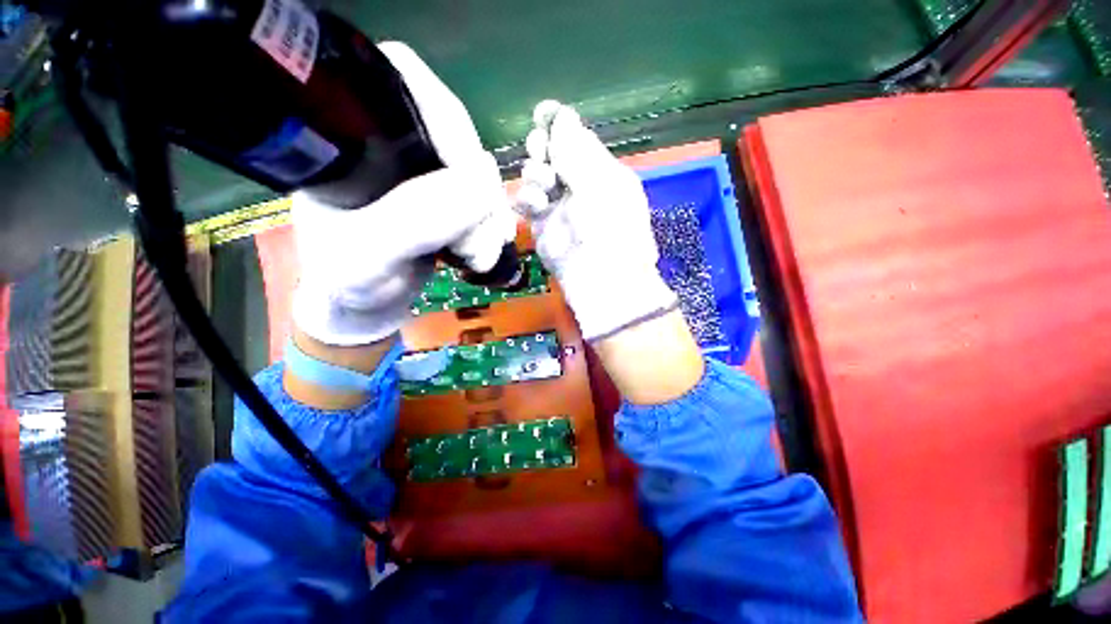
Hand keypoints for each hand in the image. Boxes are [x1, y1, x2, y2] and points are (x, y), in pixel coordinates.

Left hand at [291, 42, 515, 347]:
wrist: (364, 306)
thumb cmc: (347, 280)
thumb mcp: (368, 254)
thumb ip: (416, 219)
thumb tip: (483, 180)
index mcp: (350, 135)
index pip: (406, 83)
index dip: (448, 120)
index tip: (473, 177)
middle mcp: (390, 143)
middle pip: (455, 133)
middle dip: (477, 187)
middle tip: (481, 238)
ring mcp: (422, 173)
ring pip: (475, 172)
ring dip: (489, 215)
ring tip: (482, 256)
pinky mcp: (444, 200)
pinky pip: (482, 199)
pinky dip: (491, 225)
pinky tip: (487, 251)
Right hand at [517, 102, 701, 403]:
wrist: (600, 279)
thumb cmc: (610, 228)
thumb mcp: (600, 184)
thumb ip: (577, 150)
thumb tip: (562, 117)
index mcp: (602, 172)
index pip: (578, 139)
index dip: (559, 123)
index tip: (542, 113)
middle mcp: (580, 186)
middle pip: (553, 154)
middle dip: (543, 147)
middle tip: (541, 151)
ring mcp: (559, 207)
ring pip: (536, 175)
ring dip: (535, 173)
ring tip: (544, 187)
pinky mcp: (542, 227)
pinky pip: (526, 202)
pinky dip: (526, 198)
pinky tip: (535, 205)